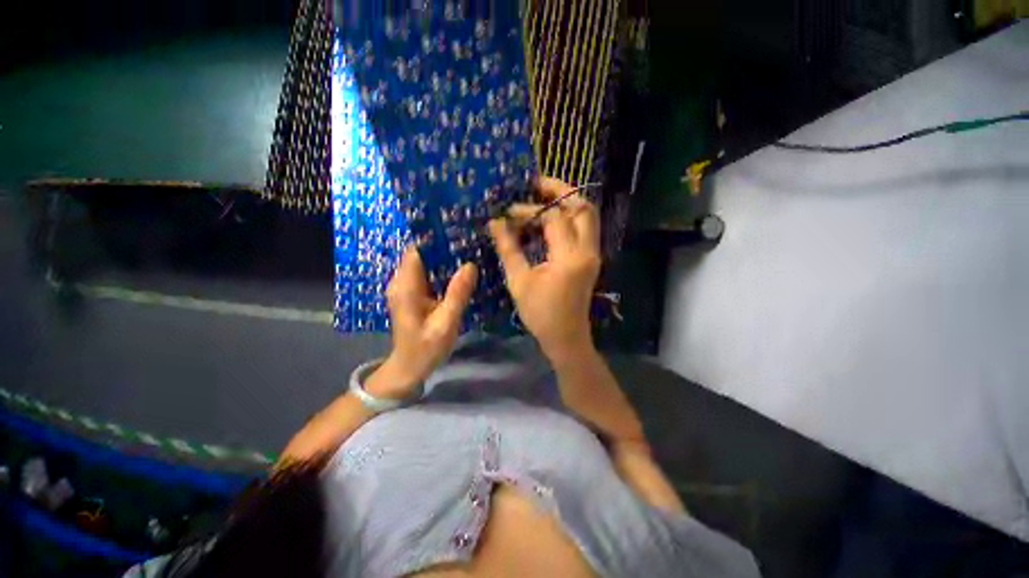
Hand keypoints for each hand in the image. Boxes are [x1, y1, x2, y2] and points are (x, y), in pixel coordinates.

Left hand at [368, 247, 477, 398]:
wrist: (409, 367)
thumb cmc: (426, 348)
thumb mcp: (445, 323)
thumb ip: (457, 294)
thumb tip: (470, 265)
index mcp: (406, 286)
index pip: (416, 250)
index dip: (436, 239)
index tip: (459, 233)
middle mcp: (401, 282)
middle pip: (421, 254)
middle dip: (444, 247)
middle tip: (470, 243)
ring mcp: (406, 287)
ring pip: (425, 263)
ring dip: (445, 258)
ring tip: (469, 253)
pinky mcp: (412, 293)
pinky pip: (427, 274)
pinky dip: (442, 270)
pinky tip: (460, 271)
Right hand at [488, 176, 600, 361]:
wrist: (566, 337)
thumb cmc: (540, 313)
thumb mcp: (519, 281)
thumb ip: (508, 249)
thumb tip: (496, 223)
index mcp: (569, 257)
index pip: (553, 218)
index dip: (529, 210)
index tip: (508, 213)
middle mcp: (588, 250)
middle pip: (582, 207)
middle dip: (560, 190)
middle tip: (535, 185)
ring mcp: (593, 254)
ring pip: (587, 215)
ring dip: (566, 202)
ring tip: (541, 198)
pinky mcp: (590, 258)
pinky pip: (584, 228)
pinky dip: (568, 218)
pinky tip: (548, 221)